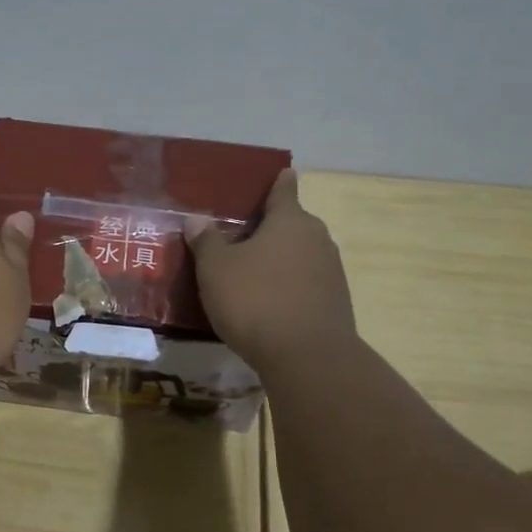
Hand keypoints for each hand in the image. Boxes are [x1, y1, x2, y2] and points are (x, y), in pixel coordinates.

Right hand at [186, 168, 355, 368]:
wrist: (307, 357)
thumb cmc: (256, 300)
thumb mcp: (216, 269)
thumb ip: (206, 241)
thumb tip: (196, 219)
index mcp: (290, 220)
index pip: (284, 189)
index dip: (277, 181)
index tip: (277, 174)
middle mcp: (317, 238)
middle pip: (291, 224)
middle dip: (268, 228)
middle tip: (239, 236)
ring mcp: (331, 271)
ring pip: (299, 255)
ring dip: (278, 260)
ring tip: (249, 273)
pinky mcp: (335, 302)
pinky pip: (305, 283)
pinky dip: (288, 286)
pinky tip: (268, 303)